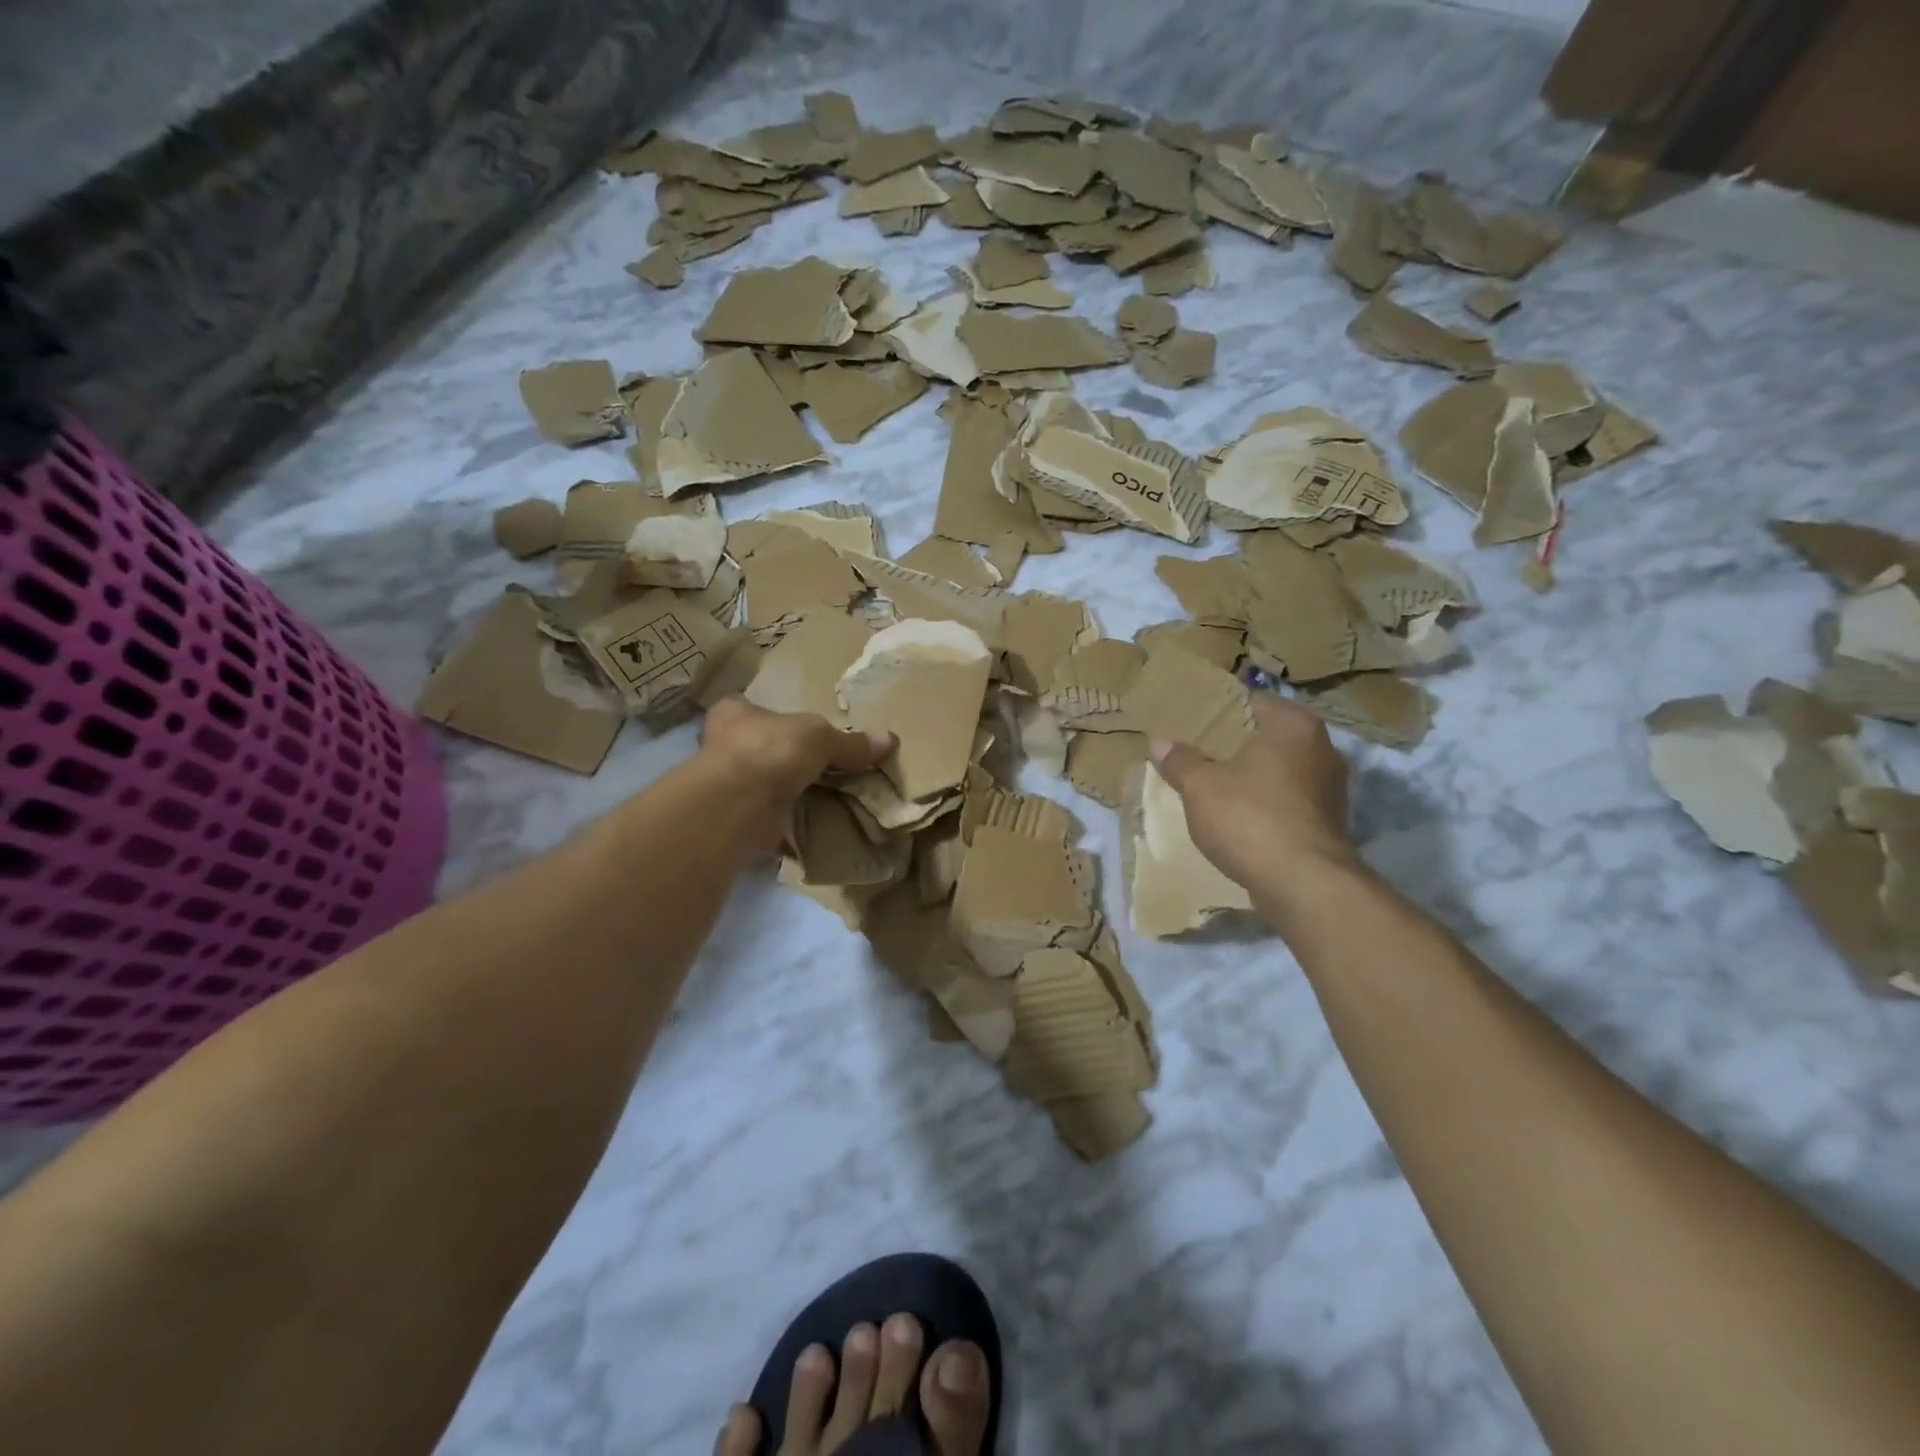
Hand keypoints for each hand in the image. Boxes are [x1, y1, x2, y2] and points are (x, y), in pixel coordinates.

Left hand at [698, 697, 892, 856]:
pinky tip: (814, 822)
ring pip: (765, 783)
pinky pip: (771, 815)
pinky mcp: (738, 818)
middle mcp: (724, 746)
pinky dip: (789, 820)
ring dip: (789, 791)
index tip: (800, 730)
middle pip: (762, 747)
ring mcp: (728, 785)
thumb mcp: (820, 737)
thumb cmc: (771, 750)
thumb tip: (889, 740)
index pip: (752, 708)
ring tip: (825, 794)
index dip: (776, 716)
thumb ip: (850, 742)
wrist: (740, 804)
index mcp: (734, 713)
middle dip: (787, 757)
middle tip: (821, 764)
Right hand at [1151, 695, 1362, 904]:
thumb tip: (1160, 743)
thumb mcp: (1200, 786)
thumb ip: (1180, 761)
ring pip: (1278, 771)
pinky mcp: (1327, 822)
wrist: (1303, 884)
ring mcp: (1330, 788)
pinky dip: (1264, 804)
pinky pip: (1287, 801)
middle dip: (1235, 745)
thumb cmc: (1249, 818)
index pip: (1252, 702)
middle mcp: (1322, 748)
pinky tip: (1238, 816)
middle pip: (1268, 737)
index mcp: (1294, 725)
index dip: (1220, 710)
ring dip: (1251, 777)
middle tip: (1196, 751)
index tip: (1193, 721)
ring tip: (1213, 784)